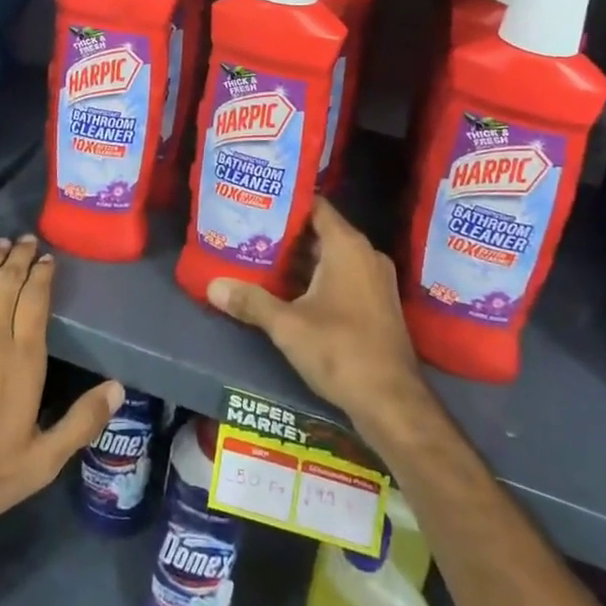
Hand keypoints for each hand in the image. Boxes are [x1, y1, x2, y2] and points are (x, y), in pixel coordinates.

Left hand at [0, 236, 121, 547]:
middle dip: (19, 257)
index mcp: (22, 358)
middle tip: (26, 240)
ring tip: (0, 244)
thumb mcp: (41, 461)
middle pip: (6, 282)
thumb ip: (81, 422)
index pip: (36, 299)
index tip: (48, 259)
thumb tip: (119, 388)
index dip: (43, 274)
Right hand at [206, 197, 427, 432]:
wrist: (393, 403)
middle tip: (250, 233)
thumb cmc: (340, 350)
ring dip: (300, 260)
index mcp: (347, 246)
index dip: (286, 202)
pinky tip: (288, 292)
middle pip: (321, 232)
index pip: (315, 205)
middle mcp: (365, 254)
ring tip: (261, 259)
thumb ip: (251, 301)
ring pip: (331, 257)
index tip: (257, 203)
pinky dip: (317, 279)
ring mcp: (375, 280)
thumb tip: (212, 286)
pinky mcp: (377, 304)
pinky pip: (343, 277)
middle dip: (286, 234)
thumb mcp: (287, 326)